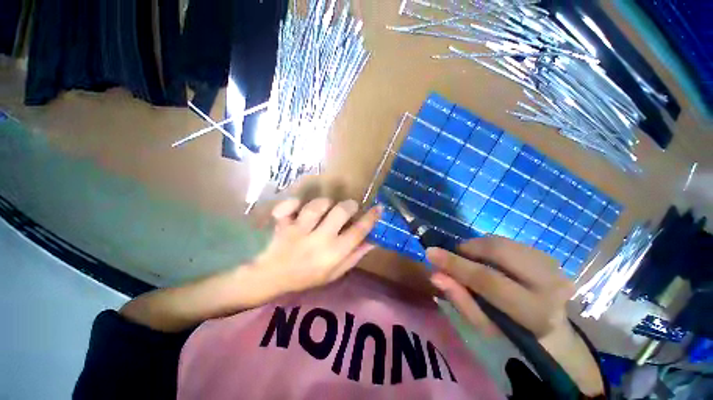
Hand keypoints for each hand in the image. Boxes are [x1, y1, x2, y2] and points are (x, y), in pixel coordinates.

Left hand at [250, 197, 381, 295]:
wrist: (269, 278)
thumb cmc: (305, 277)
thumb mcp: (334, 272)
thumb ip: (354, 256)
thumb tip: (373, 240)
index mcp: (333, 255)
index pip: (358, 232)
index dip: (371, 218)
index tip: (378, 208)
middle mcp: (318, 241)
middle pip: (340, 213)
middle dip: (349, 206)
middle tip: (350, 207)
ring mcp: (298, 231)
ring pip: (317, 206)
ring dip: (325, 203)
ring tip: (327, 207)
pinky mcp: (281, 223)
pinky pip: (288, 206)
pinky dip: (292, 203)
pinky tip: (296, 207)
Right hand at [426, 236, 603, 395]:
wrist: (554, 330)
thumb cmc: (513, 333)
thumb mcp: (484, 326)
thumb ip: (460, 299)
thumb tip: (435, 275)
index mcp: (533, 311)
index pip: (487, 280)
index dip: (455, 264)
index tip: (430, 252)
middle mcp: (549, 283)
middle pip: (498, 251)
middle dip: (468, 248)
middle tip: (456, 256)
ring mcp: (551, 265)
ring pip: (501, 242)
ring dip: (478, 247)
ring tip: (472, 259)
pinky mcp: (547, 255)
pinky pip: (508, 241)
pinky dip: (489, 247)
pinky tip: (489, 259)